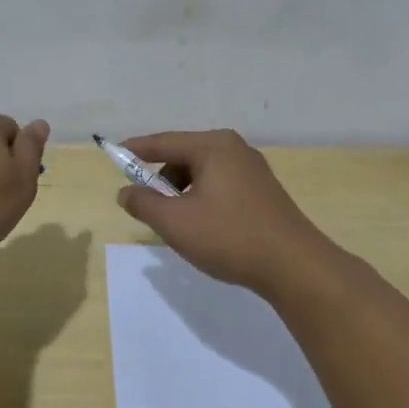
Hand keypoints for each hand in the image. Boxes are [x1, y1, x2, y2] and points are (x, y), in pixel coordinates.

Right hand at [113, 130, 337, 295]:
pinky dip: (202, 197)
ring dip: (182, 191)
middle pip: (184, 155)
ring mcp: (253, 169)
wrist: (294, 265)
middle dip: (161, 178)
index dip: (136, 150)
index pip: (164, 142)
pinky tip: (202, 225)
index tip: (114, 156)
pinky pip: (220, 184)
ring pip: (203, 172)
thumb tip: (125, 192)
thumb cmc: (229, 237)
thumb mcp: (176, 222)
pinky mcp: (263, 190)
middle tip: (145, 204)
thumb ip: (143, 203)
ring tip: (175, 222)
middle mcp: (234, 148)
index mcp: (213, 146)